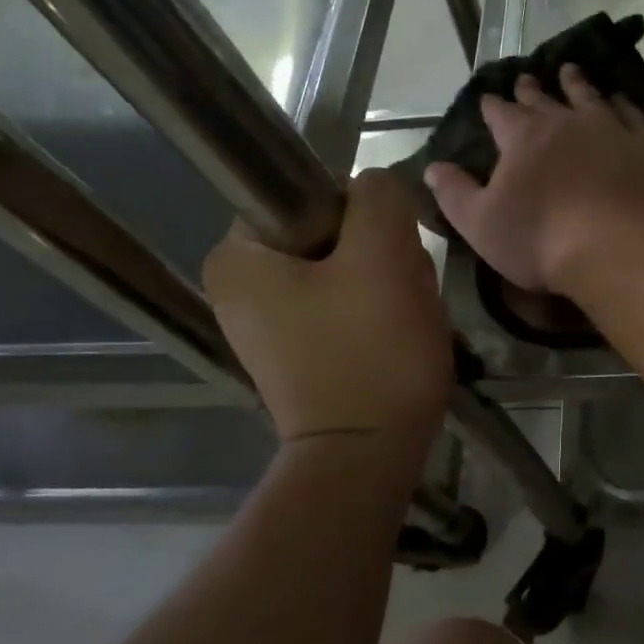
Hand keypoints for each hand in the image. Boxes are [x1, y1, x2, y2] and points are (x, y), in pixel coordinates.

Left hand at [203, 169, 451, 445]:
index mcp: (238, 256)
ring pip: (346, 271)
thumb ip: (379, 197)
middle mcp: (239, 287)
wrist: (370, 456)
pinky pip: (345, 308)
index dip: (363, 215)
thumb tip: (376, 187)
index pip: (311, 194)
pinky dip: (378, 315)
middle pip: (331, 235)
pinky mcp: (300, 352)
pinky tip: (397, 337)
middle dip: (380, 256)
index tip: (390, 254)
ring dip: (387, 285)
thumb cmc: (371, 352)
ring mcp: (269, 325)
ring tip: (406, 320)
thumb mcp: (384, 256)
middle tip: (404, 293)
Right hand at [425, 64, 643, 295]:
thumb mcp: (481, 225)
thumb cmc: (541, 241)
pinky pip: (632, 114)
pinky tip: (620, 100)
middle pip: (543, 99)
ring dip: (576, 83)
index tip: (488, 99)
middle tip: (526, 78)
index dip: (492, 106)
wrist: (618, 249)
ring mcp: (609, 128)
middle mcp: (564, 122)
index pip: (500, 113)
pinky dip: (622, 104)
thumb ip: (455, 193)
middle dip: (530, 90)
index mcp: (522, 137)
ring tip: (570, 70)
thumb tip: (433, 168)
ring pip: (588, 96)